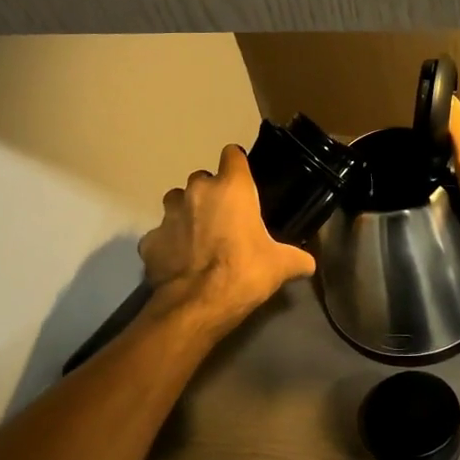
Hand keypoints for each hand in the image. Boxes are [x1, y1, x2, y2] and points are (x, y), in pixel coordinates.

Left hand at [138, 144, 316, 333]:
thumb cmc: (245, 272)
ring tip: (198, 237)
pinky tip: (179, 262)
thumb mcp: (282, 265)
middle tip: (223, 218)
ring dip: (186, 213)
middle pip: (201, 179)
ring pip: (176, 202)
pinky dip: (168, 244)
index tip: (243, 179)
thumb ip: (298, 258)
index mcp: (231, 188)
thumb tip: (309, 263)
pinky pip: (160, 235)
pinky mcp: (150, 240)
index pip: (232, 155)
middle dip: (210, 193)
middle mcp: (196, 192)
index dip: (237, 164)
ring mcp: (168, 215)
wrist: (198, 304)